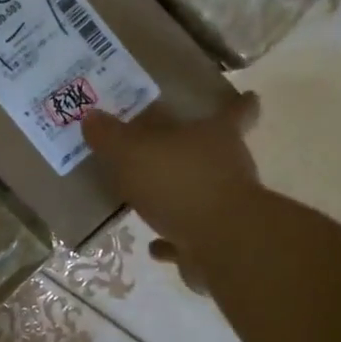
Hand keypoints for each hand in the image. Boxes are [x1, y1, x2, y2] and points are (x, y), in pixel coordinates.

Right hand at [82, 93, 261, 295]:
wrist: (221, 244)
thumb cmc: (180, 182)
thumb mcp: (132, 151)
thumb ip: (110, 135)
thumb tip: (91, 116)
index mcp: (216, 136)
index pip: (236, 112)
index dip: (242, 103)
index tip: (249, 97)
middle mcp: (229, 167)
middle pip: (216, 153)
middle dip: (196, 151)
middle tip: (167, 148)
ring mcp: (227, 207)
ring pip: (203, 195)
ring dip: (181, 196)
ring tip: (151, 198)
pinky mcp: (219, 243)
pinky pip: (191, 236)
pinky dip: (174, 240)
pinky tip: (153, 244)